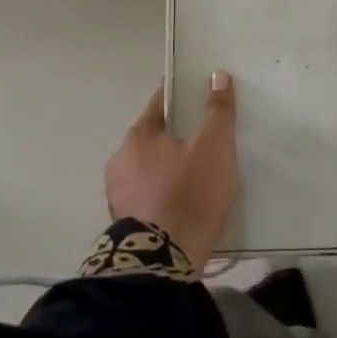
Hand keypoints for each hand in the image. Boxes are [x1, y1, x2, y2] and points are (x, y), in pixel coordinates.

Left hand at [104, 71, 239, 268]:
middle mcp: (120, 160)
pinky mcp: (125, 222)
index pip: (162, 104)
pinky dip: (165, 192)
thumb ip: (218, 111)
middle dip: (179, 135)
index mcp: (137, 136)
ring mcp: (118, 194)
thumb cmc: (190, 193)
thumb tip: (217, 75)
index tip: (202, 97)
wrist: (164, 262)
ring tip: (201, 174)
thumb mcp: (215, 147)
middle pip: (155, 137)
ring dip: (171, 166)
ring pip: (151, 168)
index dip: (183, 97)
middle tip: (209, 139)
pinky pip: (150, 194)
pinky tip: (187, 200)